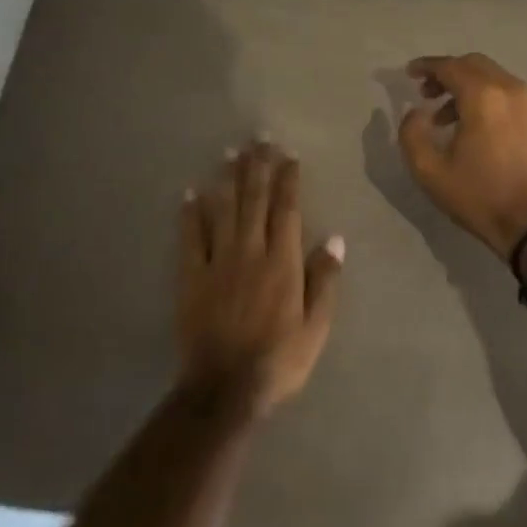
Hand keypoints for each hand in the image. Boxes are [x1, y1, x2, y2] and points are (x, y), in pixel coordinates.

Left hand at [177, 140, 343, 415]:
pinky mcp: (192, 277)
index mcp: (283, 261)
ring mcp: (218, 262)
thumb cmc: (279, 360)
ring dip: (228, 179)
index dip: (288, 180)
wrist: (225, 388)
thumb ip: (325, 280)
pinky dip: (190, 213)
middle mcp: (251, 251)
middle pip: (255, 200)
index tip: (289, 155)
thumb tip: (336, 238)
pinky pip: (191, 237)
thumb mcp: (316, 327)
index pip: (287, 210)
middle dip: (258, 166)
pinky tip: (190, 192)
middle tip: (259, 138)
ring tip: (230, 152)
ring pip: (224, 210)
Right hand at [398, 54, 526, 257]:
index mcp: (483, 96)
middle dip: (448, 73)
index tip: (409, 74)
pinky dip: (488, 98)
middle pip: (474, 65)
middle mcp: (511, 89)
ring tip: (446, 117)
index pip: (450, 66)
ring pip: (494, 78)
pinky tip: (475, 127)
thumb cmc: (479, 196)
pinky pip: (509, 95)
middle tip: (427, 93)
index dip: (426, 66)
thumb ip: (412, 133)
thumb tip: (417, 112)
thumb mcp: (430, 170)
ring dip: (468, 87)